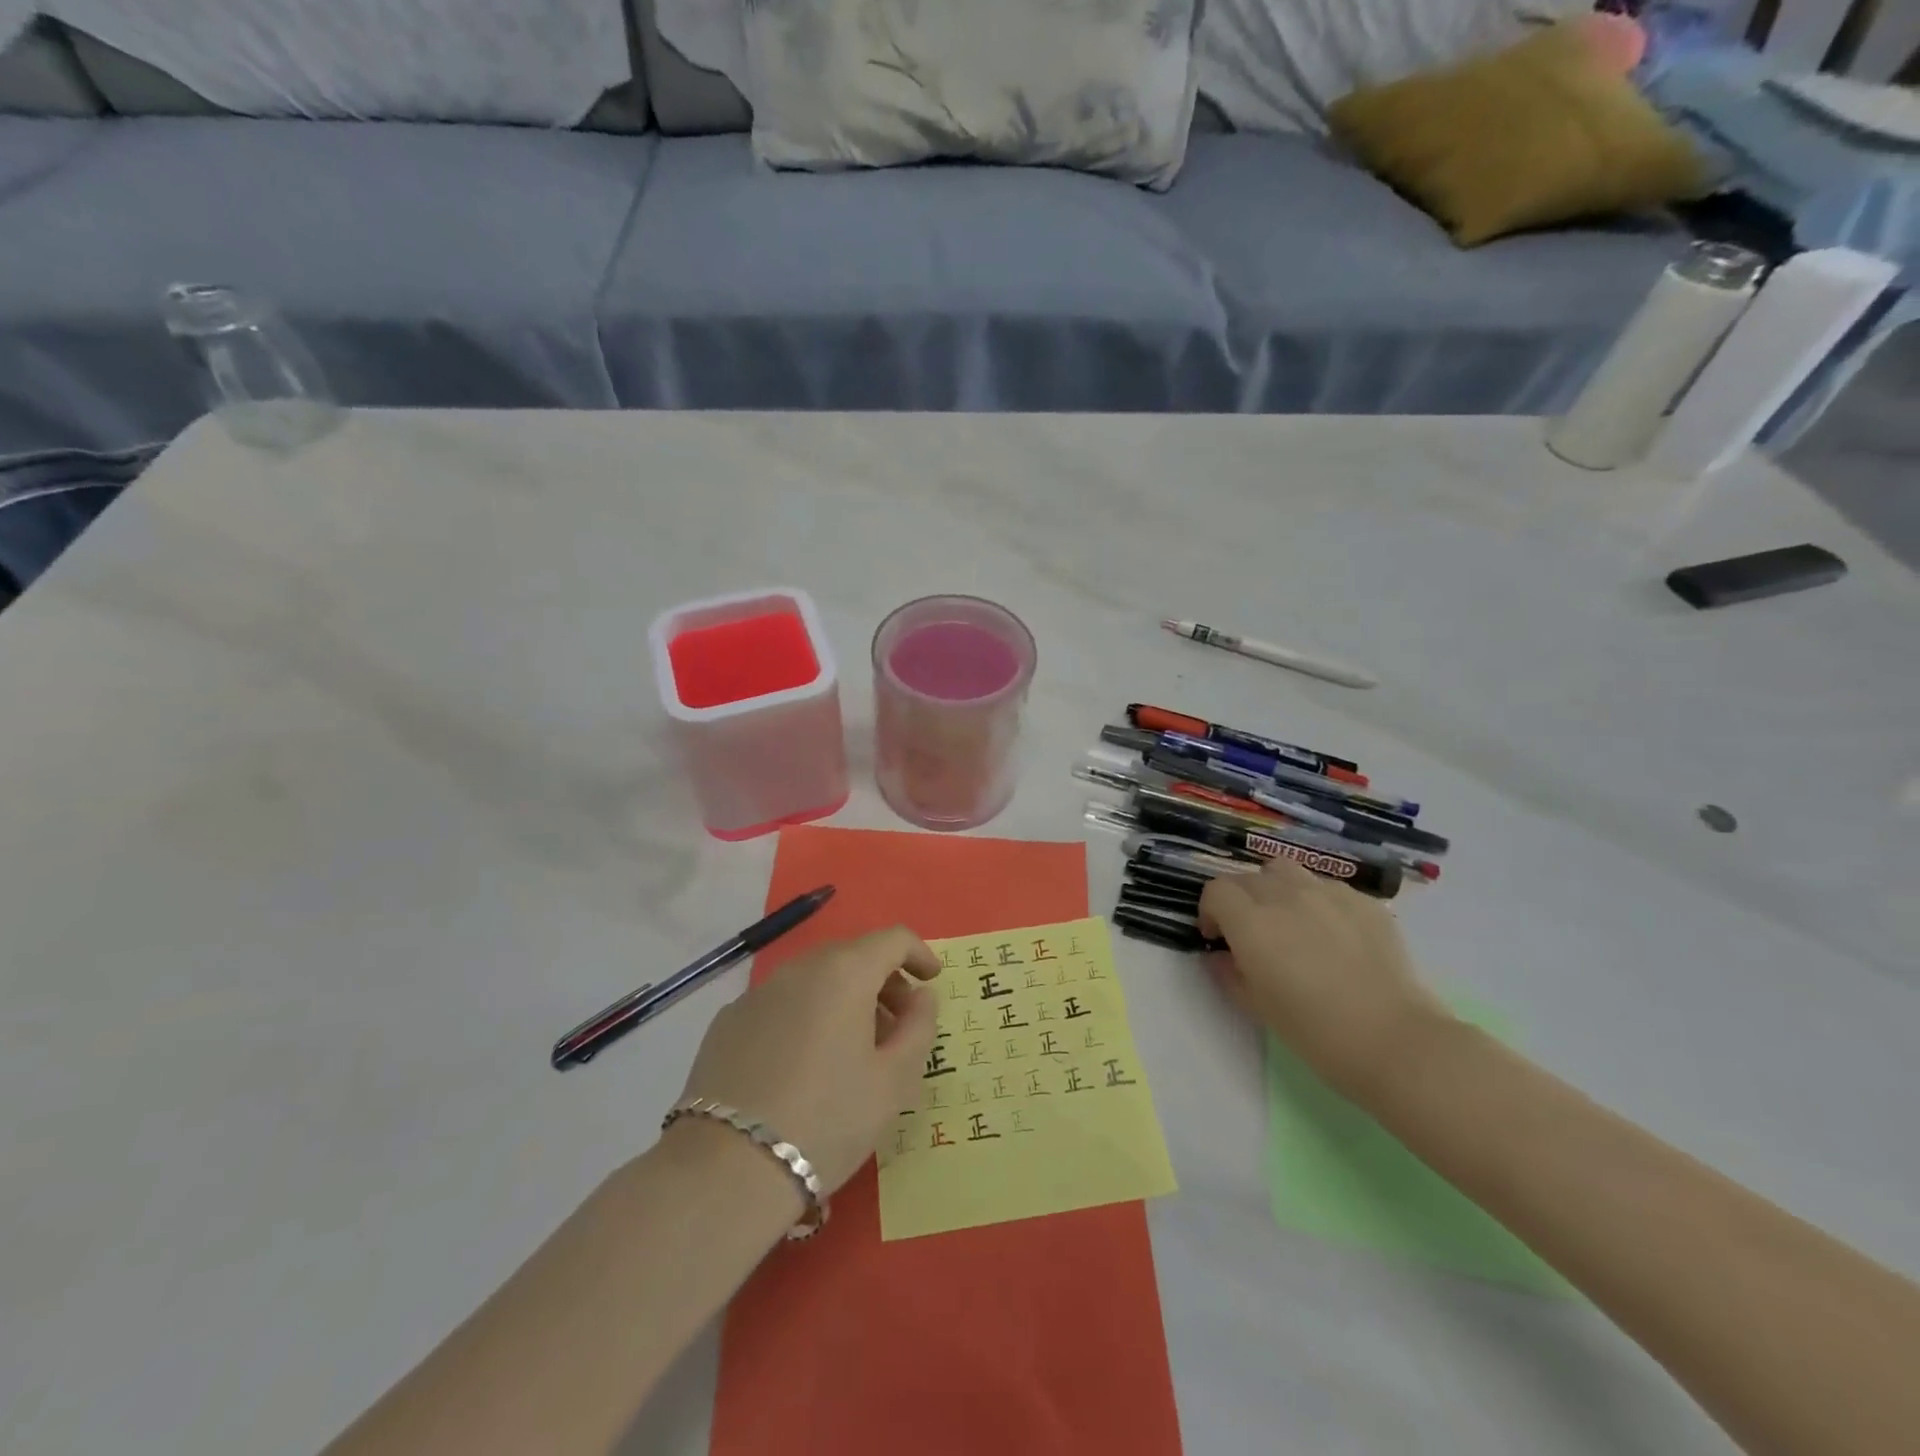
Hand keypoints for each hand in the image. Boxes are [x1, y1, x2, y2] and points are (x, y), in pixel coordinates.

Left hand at [676, 928, 941, 1196]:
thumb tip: (922, 995)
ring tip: (853, 1048)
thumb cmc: (828, 1119)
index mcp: (844, 972)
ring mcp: (757, 993)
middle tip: (898, 1023)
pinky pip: (780, 1003)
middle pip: (852, 955)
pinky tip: (803, 1064)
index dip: (919, 953)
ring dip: (843, 998)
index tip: (932, 980)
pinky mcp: (727, 1022)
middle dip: (882, 979)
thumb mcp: (894, 1081)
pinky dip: (805, 1015)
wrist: (726, 1170)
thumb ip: (919, 1027)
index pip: (892, 939)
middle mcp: (799, 968)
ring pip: (814, 978)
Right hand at [1199, 859, 1449, 1097]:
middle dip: (1240, 900)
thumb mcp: (1256, 1007)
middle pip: (1248, 878)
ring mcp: (1328, 893)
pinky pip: (1327, 887)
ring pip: (1286, 871)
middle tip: (1251, 933)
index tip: (1218, 938)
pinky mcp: (1364, 902)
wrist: (1395, 1041)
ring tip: (1289, 920)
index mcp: (1252, 922)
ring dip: (1275, 889)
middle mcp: (1285, 896)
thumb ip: (1228, 973)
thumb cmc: (1315, 1032)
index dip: (1210, 911)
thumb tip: (1221, 955)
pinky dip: (1316, 900)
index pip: (1216, 891)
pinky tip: (1332, 933)